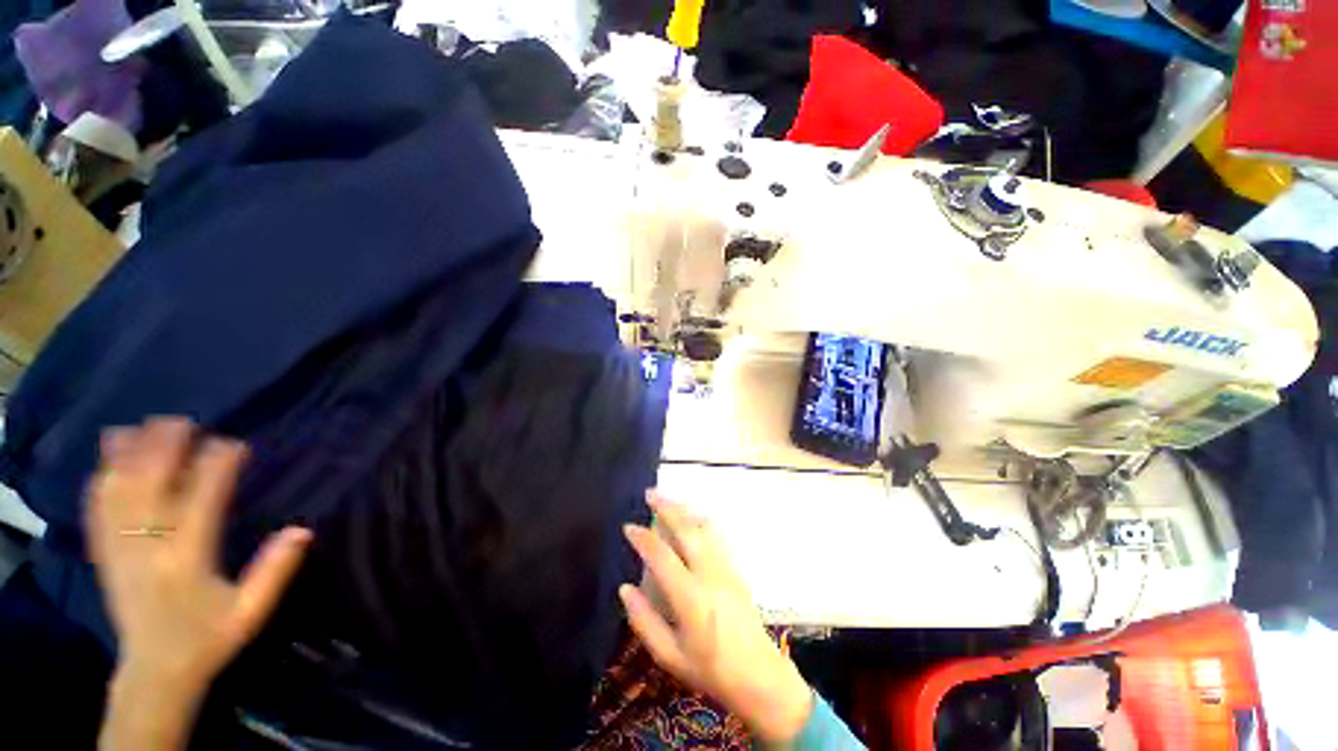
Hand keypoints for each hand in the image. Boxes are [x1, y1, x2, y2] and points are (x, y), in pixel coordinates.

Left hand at [86, 417, 310, 749]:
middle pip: (151, 488)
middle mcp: (148, 550)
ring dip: (126, 458)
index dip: (217, 468)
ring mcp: (120, 552)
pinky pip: (96, 513)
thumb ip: (274, 572)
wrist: (155, 673)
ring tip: (137, 427)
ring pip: (117, 495)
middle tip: (181, 420)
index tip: (232, 443)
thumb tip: (303, 529)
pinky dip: (100, 483)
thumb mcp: (250, 613)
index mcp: (187, 561)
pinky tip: (105, 463)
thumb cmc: (209, 638)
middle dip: (164, 450)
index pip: (202, 501)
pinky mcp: (104, 558)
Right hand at [620, 492, 813, 744]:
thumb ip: (644, 621)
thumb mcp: (669, 656)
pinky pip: (716, 535)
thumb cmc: (710, 670)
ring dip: (684, 509)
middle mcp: (709, 575)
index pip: (662, 557)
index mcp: (690, 598)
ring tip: (667, 499)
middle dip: (666, 508)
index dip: (643, 538)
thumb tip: (624, 589)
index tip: (628, 526)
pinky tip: (692, 517)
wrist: (759, 676)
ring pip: (703, 527)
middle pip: (686, 530)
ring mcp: (725, 568)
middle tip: (649, 493)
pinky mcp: (735, 569)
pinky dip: (700, 520)